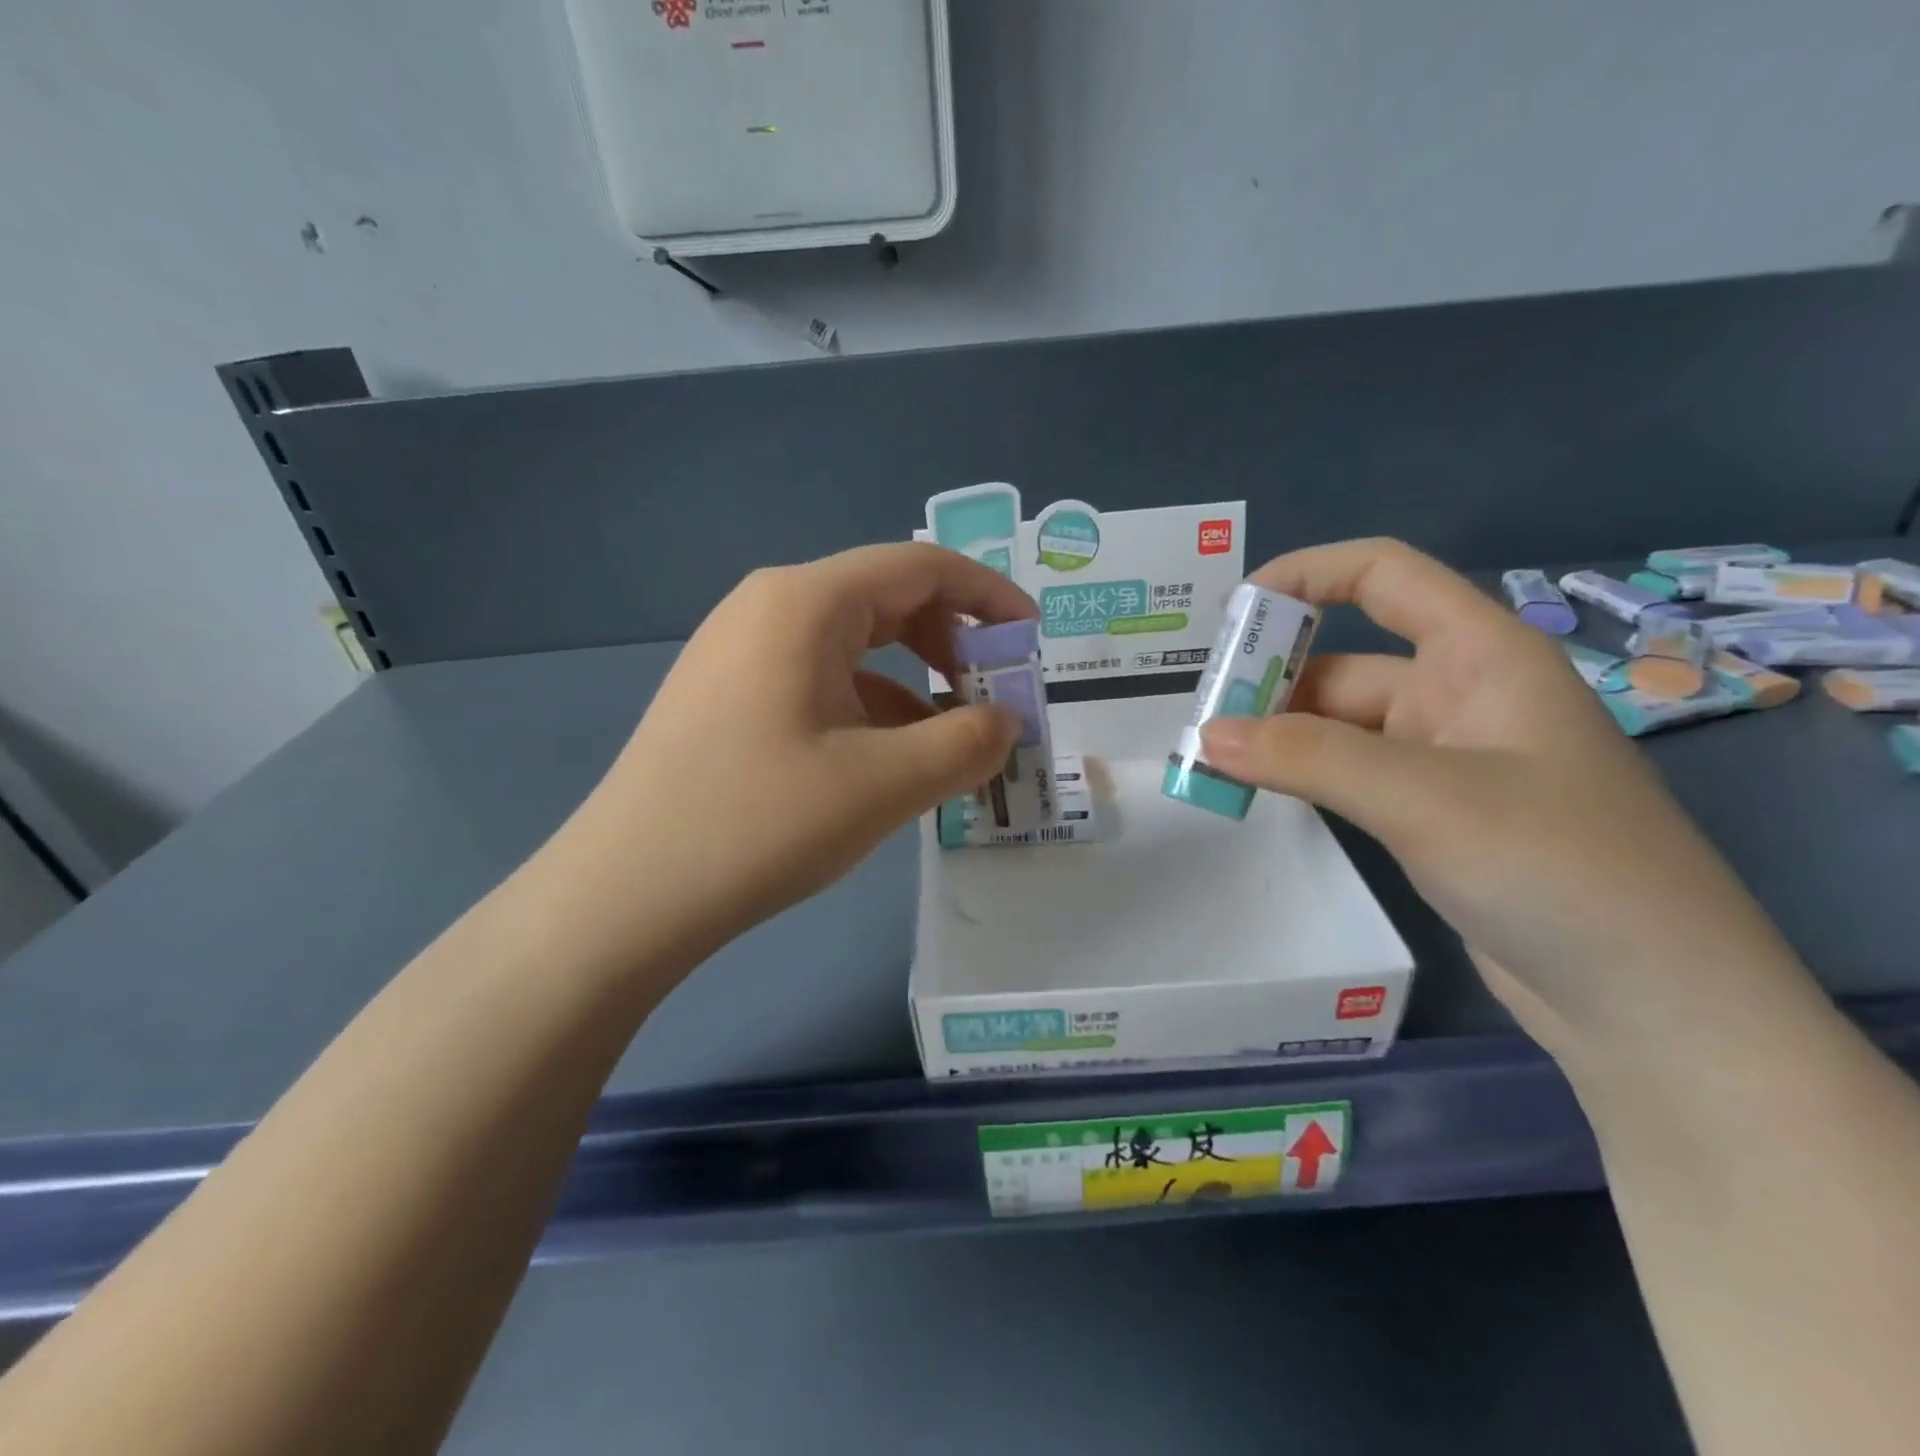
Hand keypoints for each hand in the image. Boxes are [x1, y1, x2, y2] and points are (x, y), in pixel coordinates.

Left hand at [555, 544, 1031, 960]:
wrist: (627, 894)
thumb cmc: (760, 823)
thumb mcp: (885, 784)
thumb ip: (966, 744)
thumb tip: (1006, 723)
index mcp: (805, 603)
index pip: (920, 568)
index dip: (988, 597)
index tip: (1032, 641)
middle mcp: (769, 608)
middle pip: (886, 601)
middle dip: (953, 644)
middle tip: (996, 698)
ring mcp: (741, 652)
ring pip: (854, 647)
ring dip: (914, 684)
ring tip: (953, 742)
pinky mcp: (728, 696)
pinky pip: (820, 682)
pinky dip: (870, 709)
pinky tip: (891, 761)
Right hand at [1199, 539, 1808, 1059]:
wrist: (1653, 1003)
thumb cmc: (1559, 868)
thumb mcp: (1424, 797)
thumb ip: (1308, 757)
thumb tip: (1206, 734)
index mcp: (1481, 656)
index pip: (1385, 575)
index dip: (1307, 574)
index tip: (1234, 613)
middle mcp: (1461, 695)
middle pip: (1344, 661)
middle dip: (1269, 679)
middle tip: (1198, 717)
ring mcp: (1445, 759)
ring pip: (1339, 725)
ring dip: (1277, 735)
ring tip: (1207, 759)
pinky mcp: (1431, 815)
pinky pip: (1348, 773)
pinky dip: (1300, 775)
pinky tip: (1256, 791)